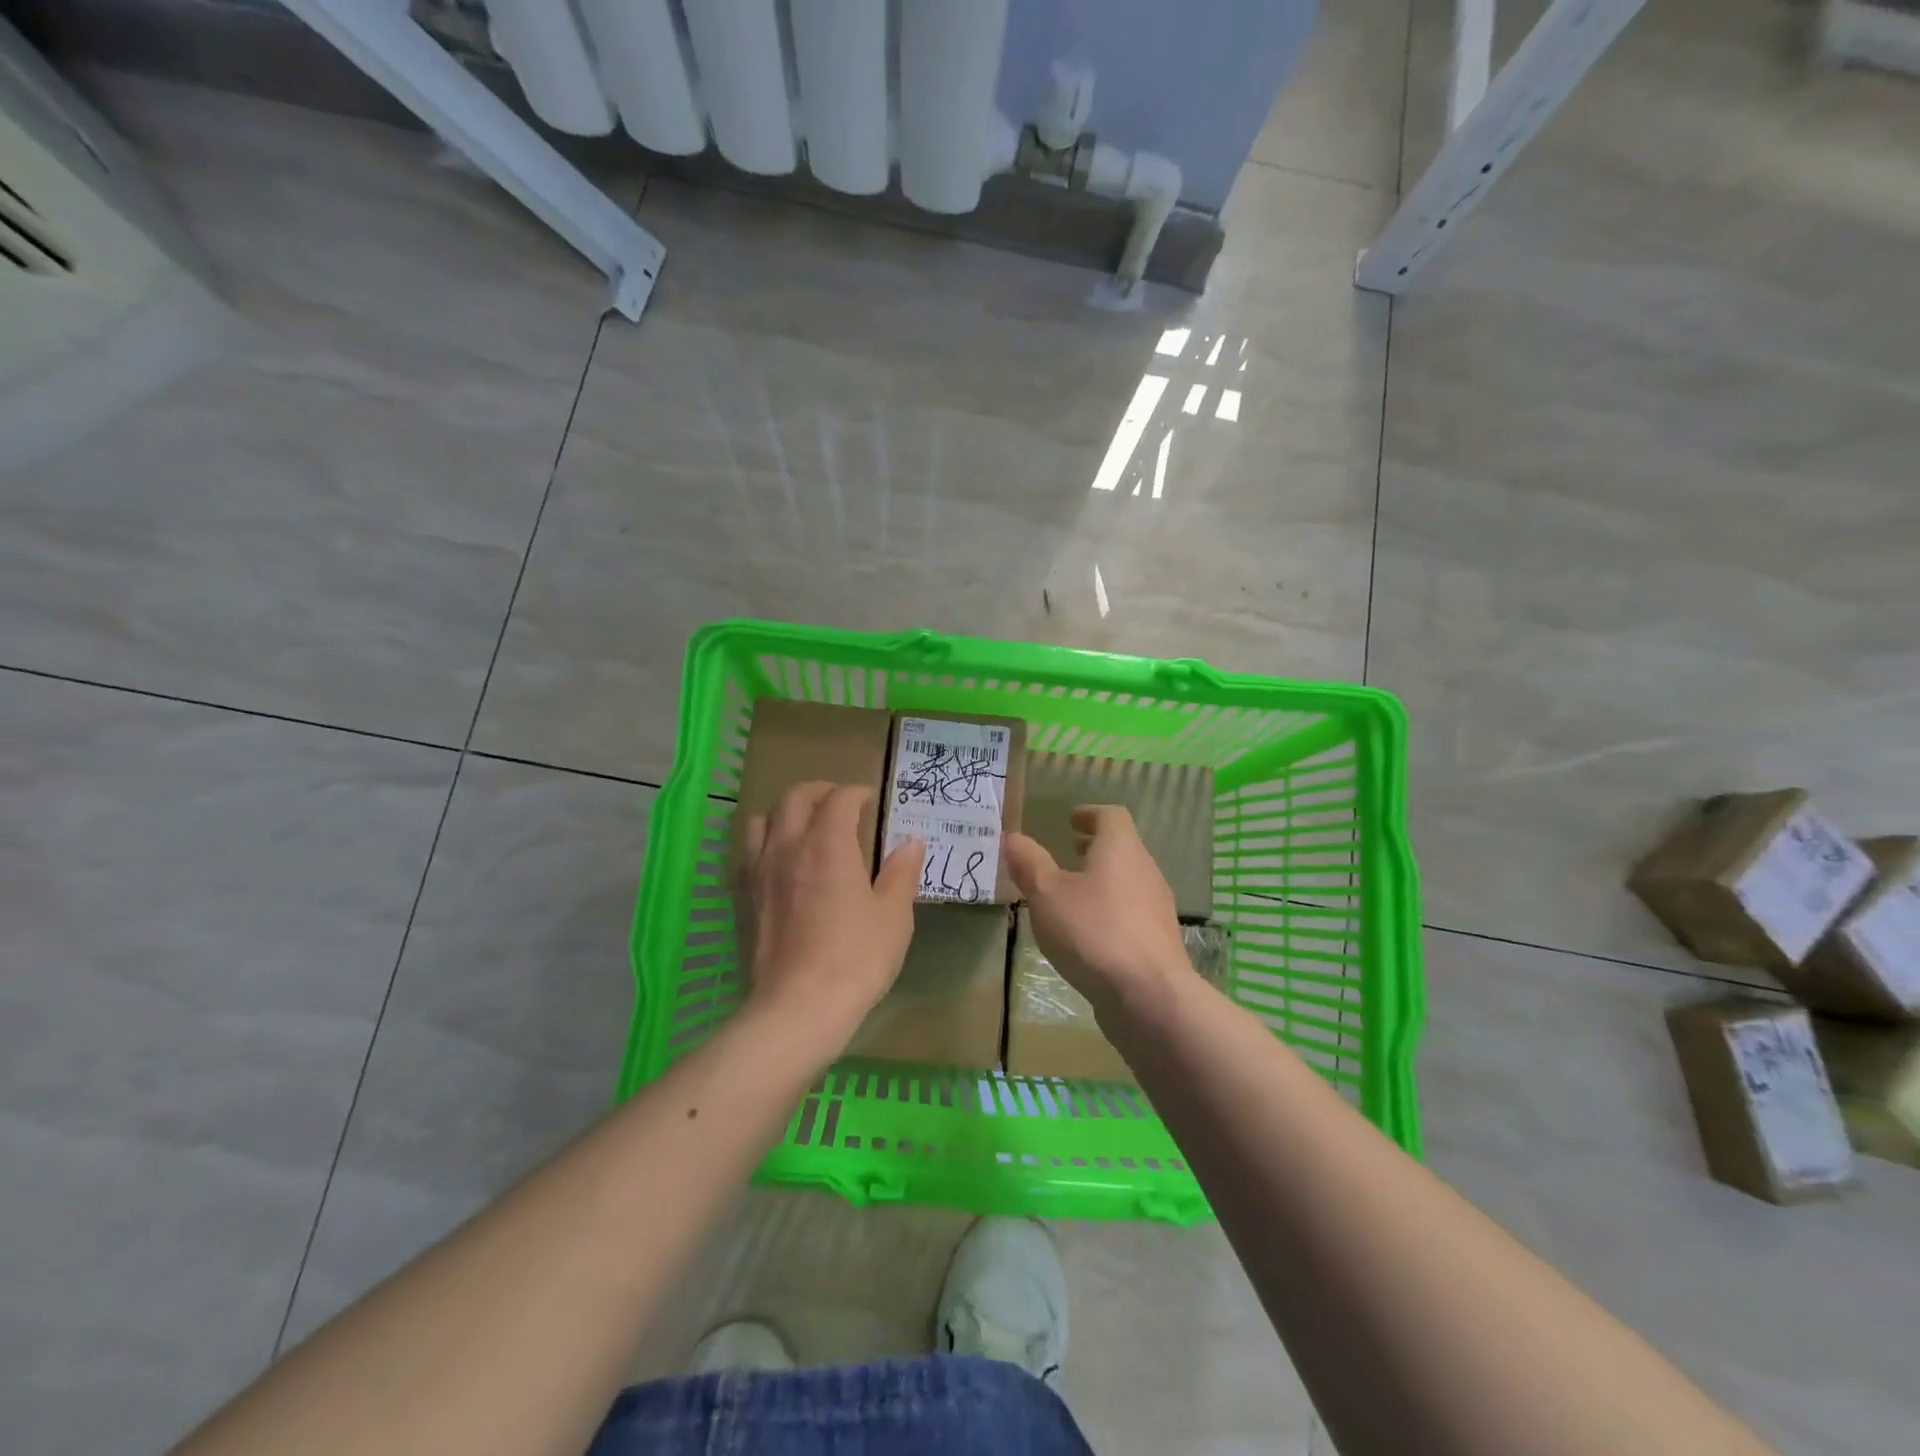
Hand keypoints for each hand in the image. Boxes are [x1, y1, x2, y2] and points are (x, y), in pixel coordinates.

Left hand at [739, 782, 922, 1047]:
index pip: (839, 799)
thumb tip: (910, 842)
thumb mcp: (894, 915)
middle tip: (839, 801)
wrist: (799, 1006)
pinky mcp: (743, 897)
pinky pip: (747, 852)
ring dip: (785, 812)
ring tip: (804, 825)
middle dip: (819, 791)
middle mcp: (788, 846)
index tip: (870, 800)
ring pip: (763, 819)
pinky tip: (778, 861)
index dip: (856, 793)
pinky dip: (765, 842)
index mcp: (828, 844)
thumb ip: (902, 872)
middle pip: (794, 797)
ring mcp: (759, 871)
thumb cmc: (856, 957)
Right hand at [1005, 806, 1190, 1011]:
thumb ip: (1029, 863)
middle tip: (1068, 850)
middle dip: (1094, 847)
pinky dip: (1110, 909)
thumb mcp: (1047, 895)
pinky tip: (1088, 932)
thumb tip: (1013, 837)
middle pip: (1122, 847)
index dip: (1090, 814)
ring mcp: (1156, 907)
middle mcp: (1145, 871)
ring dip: (1102, 879)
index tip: (1070, 820)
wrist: (1148, 996)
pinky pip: (1131, 912)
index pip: (1111, 816)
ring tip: (1072, 893)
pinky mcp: (1158, 941)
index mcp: (1121, 849)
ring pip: (1127, 880)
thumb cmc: (1093, 932)